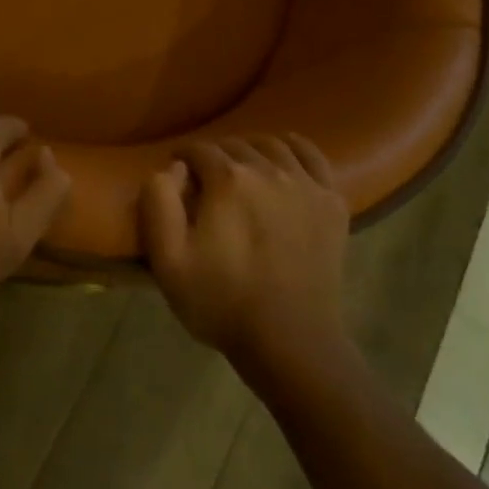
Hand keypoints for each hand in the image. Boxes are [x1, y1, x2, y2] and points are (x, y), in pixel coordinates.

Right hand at [140, 136, 350, 381]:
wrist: (291, 343)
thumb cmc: (223, 302)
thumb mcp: (168, 261)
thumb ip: (158, 203)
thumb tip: (171, 167)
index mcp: (228, 180)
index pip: (198, 149)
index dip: (182, 158)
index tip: (177, 177)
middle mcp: (268, 169)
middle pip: (235, 145)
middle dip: (215, 156)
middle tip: (206, 182)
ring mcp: (305, 184)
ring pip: (272, 145)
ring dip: (251, 150)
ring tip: (242, 171)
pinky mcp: (331, 202)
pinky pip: (312, 156)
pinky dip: (294, 147)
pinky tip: (284, 157)